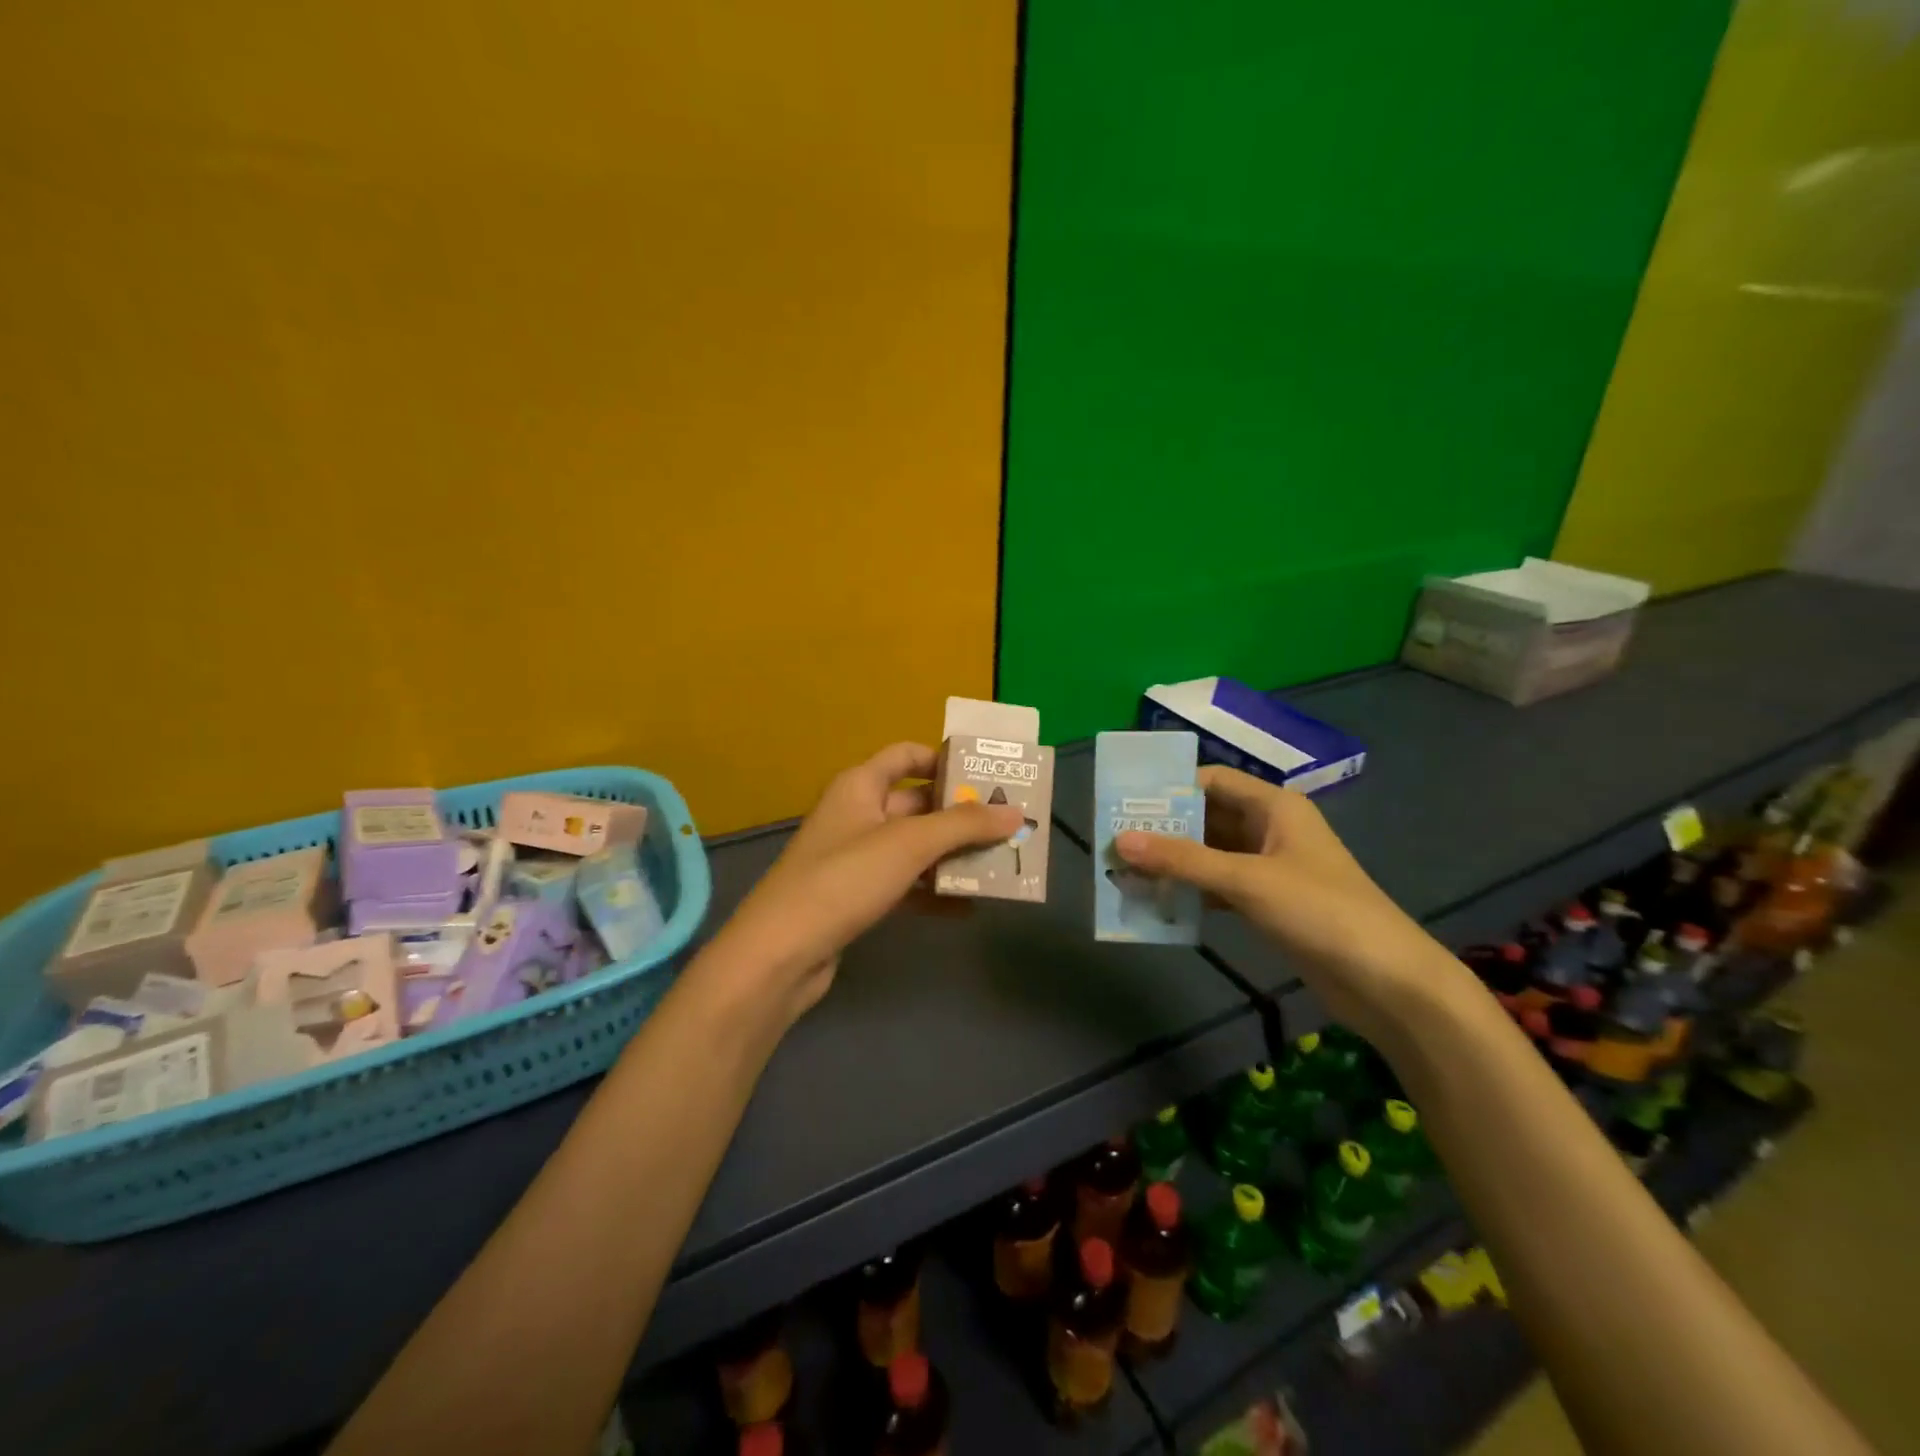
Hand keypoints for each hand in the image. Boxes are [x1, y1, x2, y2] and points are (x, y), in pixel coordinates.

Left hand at [703, 743, 1023, 1022]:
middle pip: (917, 803)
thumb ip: (963, 826)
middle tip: (1009, 823)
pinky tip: (969, 906)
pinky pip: (906, 884)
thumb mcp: (908, 844)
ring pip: (915, 846)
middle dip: (961, 814)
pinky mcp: (857, 896)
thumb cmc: (844, 879)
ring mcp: (856, 857)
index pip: (906, 755)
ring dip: (953, 854)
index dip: (944, 759)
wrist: (781, 953)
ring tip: (1001, 862)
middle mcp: (857, 813)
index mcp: (860, 785)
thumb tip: (1015, 813)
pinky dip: (934, 892)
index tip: (987, 775)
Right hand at [1114, 765, 1458, 1038]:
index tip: (1124, 804)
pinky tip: (1159, 902)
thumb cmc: (1320, 912)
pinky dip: (1192, 892)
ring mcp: (1270, 868)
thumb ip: (1183, 859)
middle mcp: (1270, 830)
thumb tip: (1120, 840)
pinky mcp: (1269, 903)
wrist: (1387, 981)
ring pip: (1210, 855)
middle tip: (1114, 842)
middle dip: (1164, 830)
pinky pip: (1219, 887)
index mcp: (1274, 807)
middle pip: (1207, 818)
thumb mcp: (1247, 880)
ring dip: (1174, 863)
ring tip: (1125, 872)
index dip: (1169, 789)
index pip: (1212, 781)